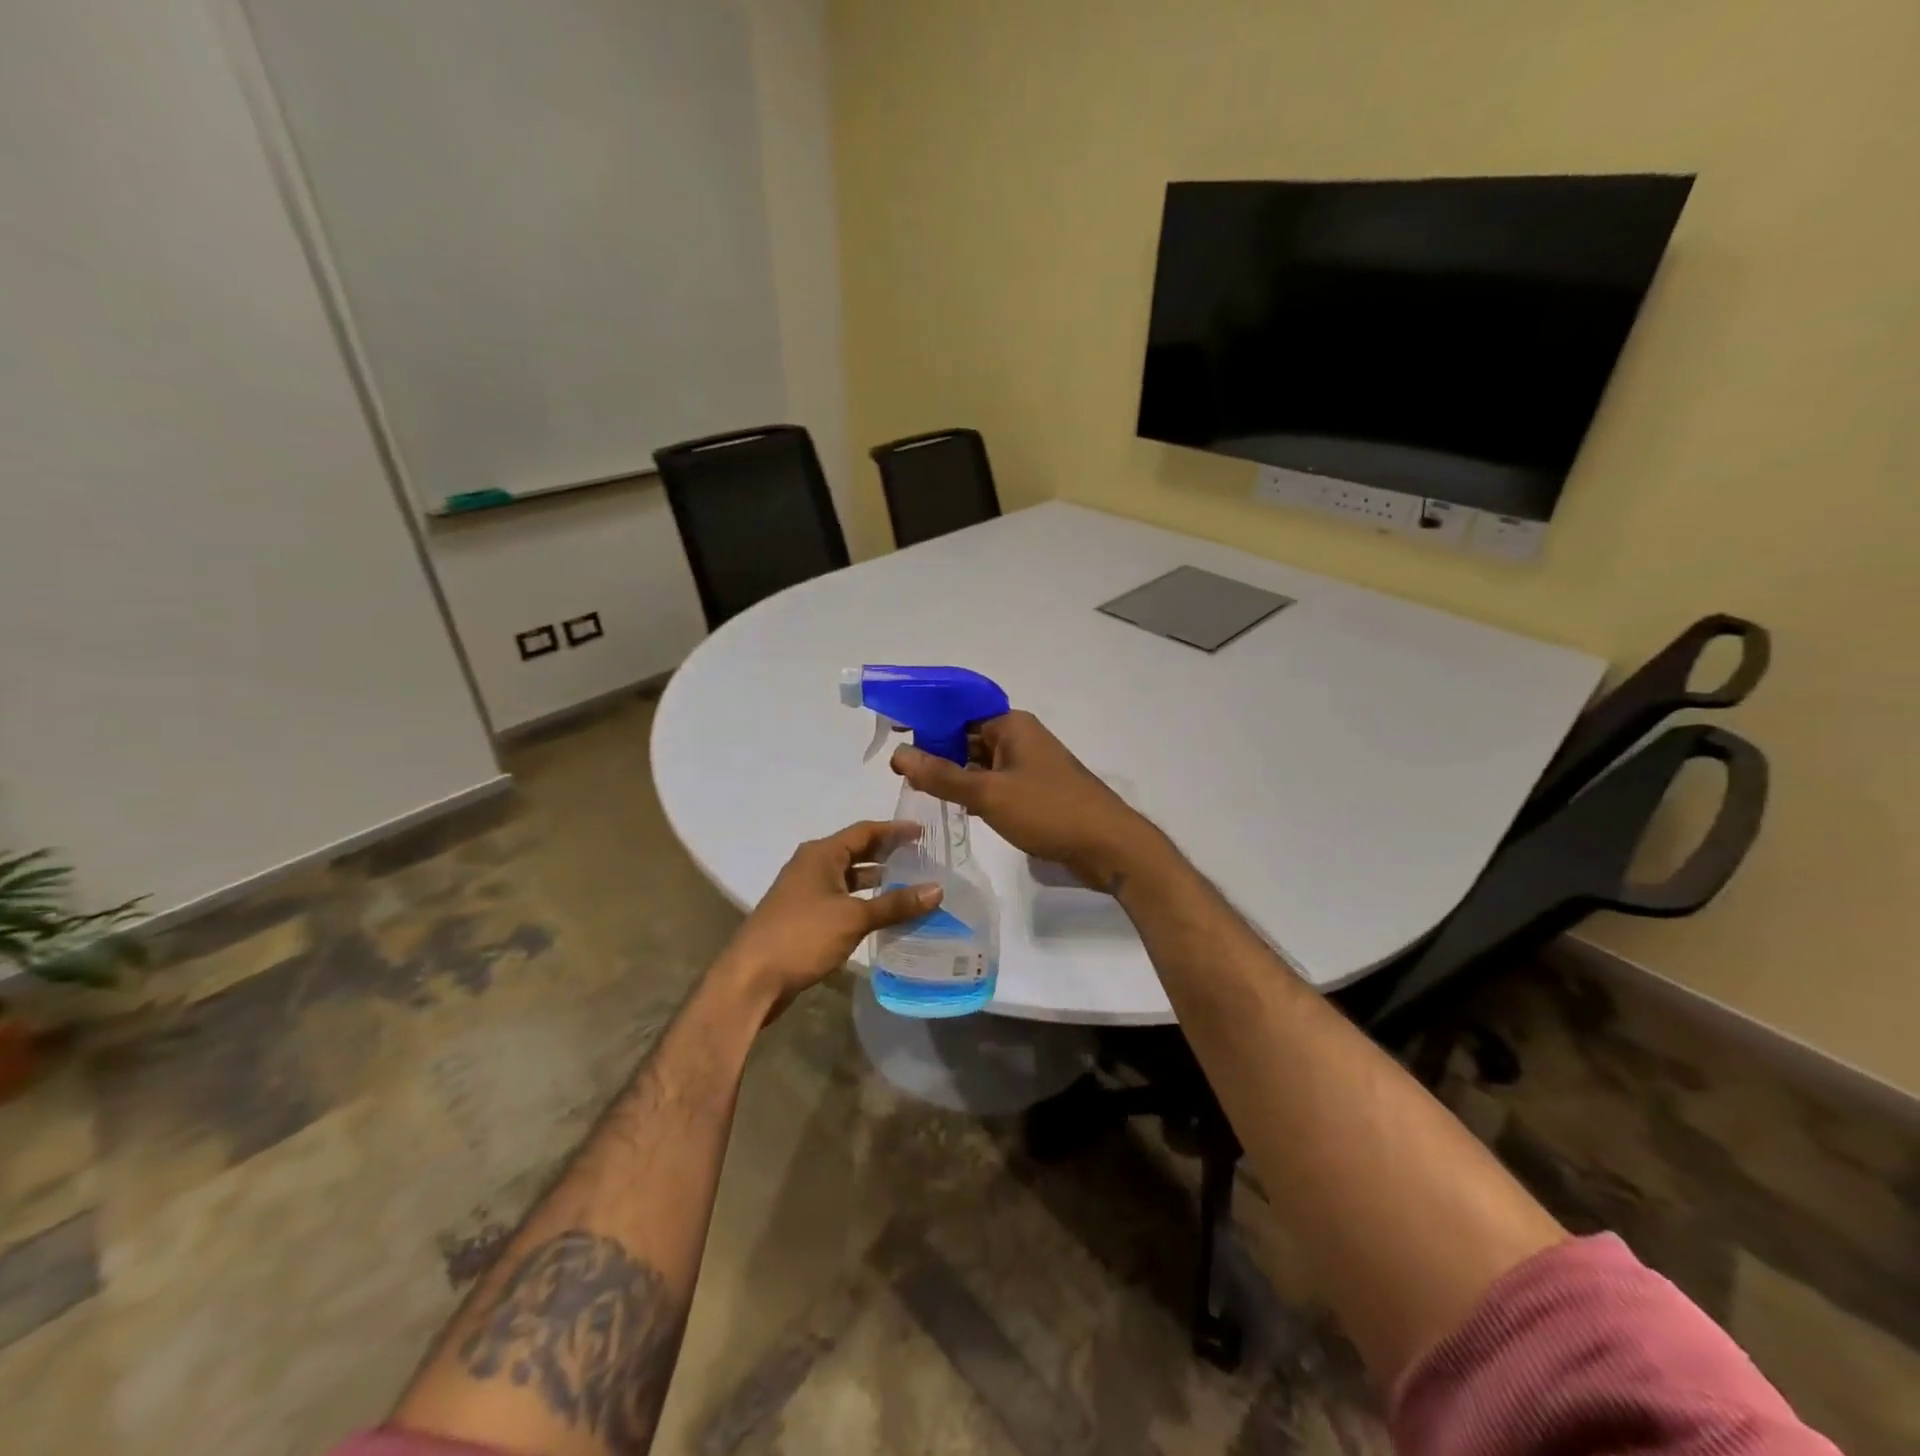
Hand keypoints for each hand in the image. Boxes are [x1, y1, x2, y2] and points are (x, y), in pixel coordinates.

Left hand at [712, 821, 938, 1019]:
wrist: (751, 978)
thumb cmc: (802, 936)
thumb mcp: (854, 918)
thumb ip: (896, 904)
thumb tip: (937, 889)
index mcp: (821, 854)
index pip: (865, 831)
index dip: (895, 830)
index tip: (924, 833)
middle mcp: (812, 866)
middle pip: (856, 852)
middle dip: (888, 855)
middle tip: (923, 858)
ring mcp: (805, 892)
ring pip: (849, 878)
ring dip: (877, 882)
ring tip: (911, 886)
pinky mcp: (804, 917)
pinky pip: (841, 900)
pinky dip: (863, 902)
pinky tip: (884, 915)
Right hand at [891, 711, 1161, 891]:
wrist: (1108, 846)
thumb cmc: (1049, 810)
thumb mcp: (988, 794)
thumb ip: (941, 776)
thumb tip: (898, 753)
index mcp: (1011, 725)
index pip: (958, 713)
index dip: (925, 722)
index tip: (893, 736)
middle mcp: (1020, 738)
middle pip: (968, 738)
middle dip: (936, 753)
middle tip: (899, 774)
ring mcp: (1030, 766)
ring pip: (981, 764)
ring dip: (955, 776)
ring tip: (917, 790)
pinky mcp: (1036, 792)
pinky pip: (996, 784)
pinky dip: (975, 792)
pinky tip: (954, 807)